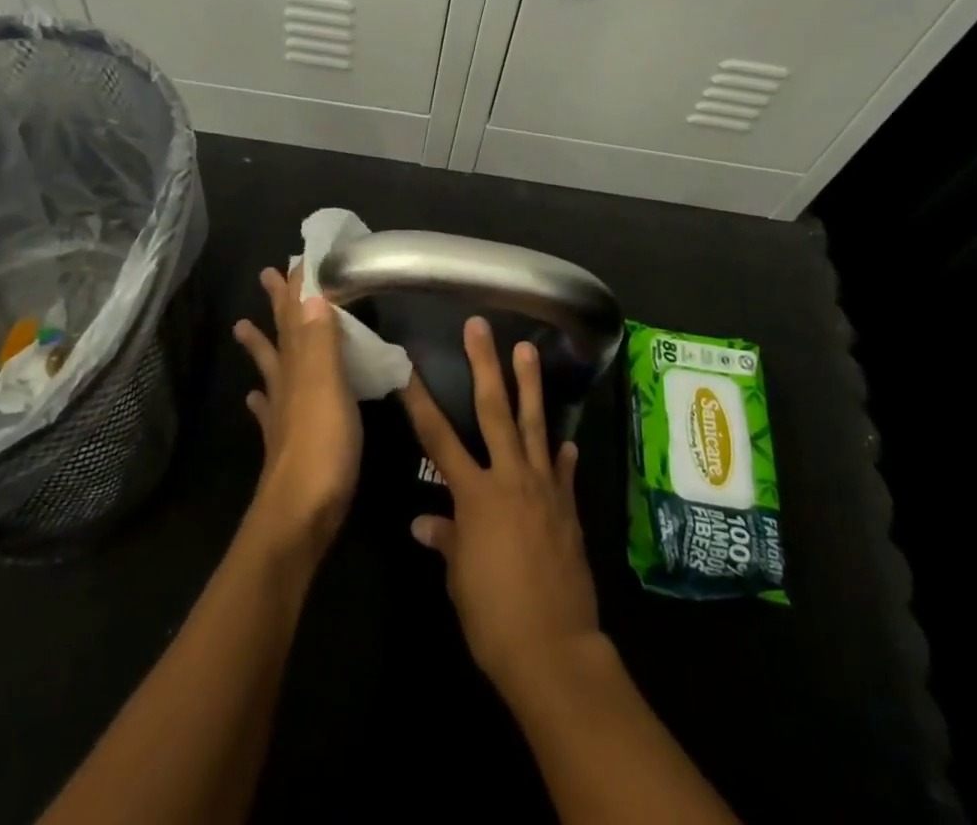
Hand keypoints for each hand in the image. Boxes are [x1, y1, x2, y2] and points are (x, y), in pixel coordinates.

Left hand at [233, 265, 361, 560]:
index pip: (296, 317)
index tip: (295, 259)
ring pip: (272, 369)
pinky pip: (271, 412)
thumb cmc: (321, 448)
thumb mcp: (326, 387)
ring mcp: (284, 416)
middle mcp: (287, 385)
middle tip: (267, 275)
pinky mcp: (288, 444)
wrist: (299, 518)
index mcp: (299, 367)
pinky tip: (256, 398)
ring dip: (262, 345)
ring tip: (243, 326)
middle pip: (281, 336)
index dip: (296, 288)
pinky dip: (263, 399)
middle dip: (277, 305)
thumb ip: (320, 341)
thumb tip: (310, 293)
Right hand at [400, 319, 600, 702]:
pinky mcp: (568, 508)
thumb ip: (446, 541)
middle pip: (494, 410)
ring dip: (530, 385)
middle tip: (480, 326)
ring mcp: (543, 489)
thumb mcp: (459, 579)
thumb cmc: (493, 617)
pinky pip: (563, 471)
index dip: (420, 401)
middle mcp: (509, 479)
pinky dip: (561, 454)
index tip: (409, 368)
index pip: (438, 438)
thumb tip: (425, 522)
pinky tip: (566, 441)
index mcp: (474, 494)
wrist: (555, 650)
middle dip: (485, 365)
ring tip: (527, 350)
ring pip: (535, 425)